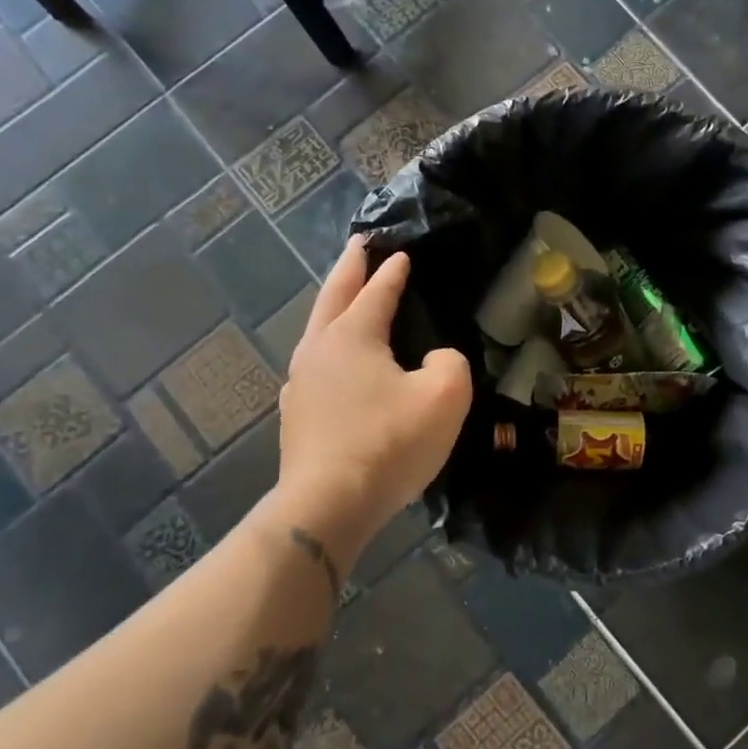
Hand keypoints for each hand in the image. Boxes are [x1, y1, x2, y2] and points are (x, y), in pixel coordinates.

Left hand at [275, 236, 471, 555]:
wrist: (329, 504)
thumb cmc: (390, 442)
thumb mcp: (445, 395)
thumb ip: (450, 362)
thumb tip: (436, 359)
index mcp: (352, 337)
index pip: (377, 293)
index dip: (392, 273)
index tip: (401, 253)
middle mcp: (319, 350)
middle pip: (333, 297)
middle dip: (348, 268)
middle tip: (358, 244)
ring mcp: (301, 384)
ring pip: (317, 331)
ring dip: (334, 307)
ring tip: (345, 298)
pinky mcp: (297, 416)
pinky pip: (316, 365)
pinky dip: (329, 347)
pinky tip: (335, 363)